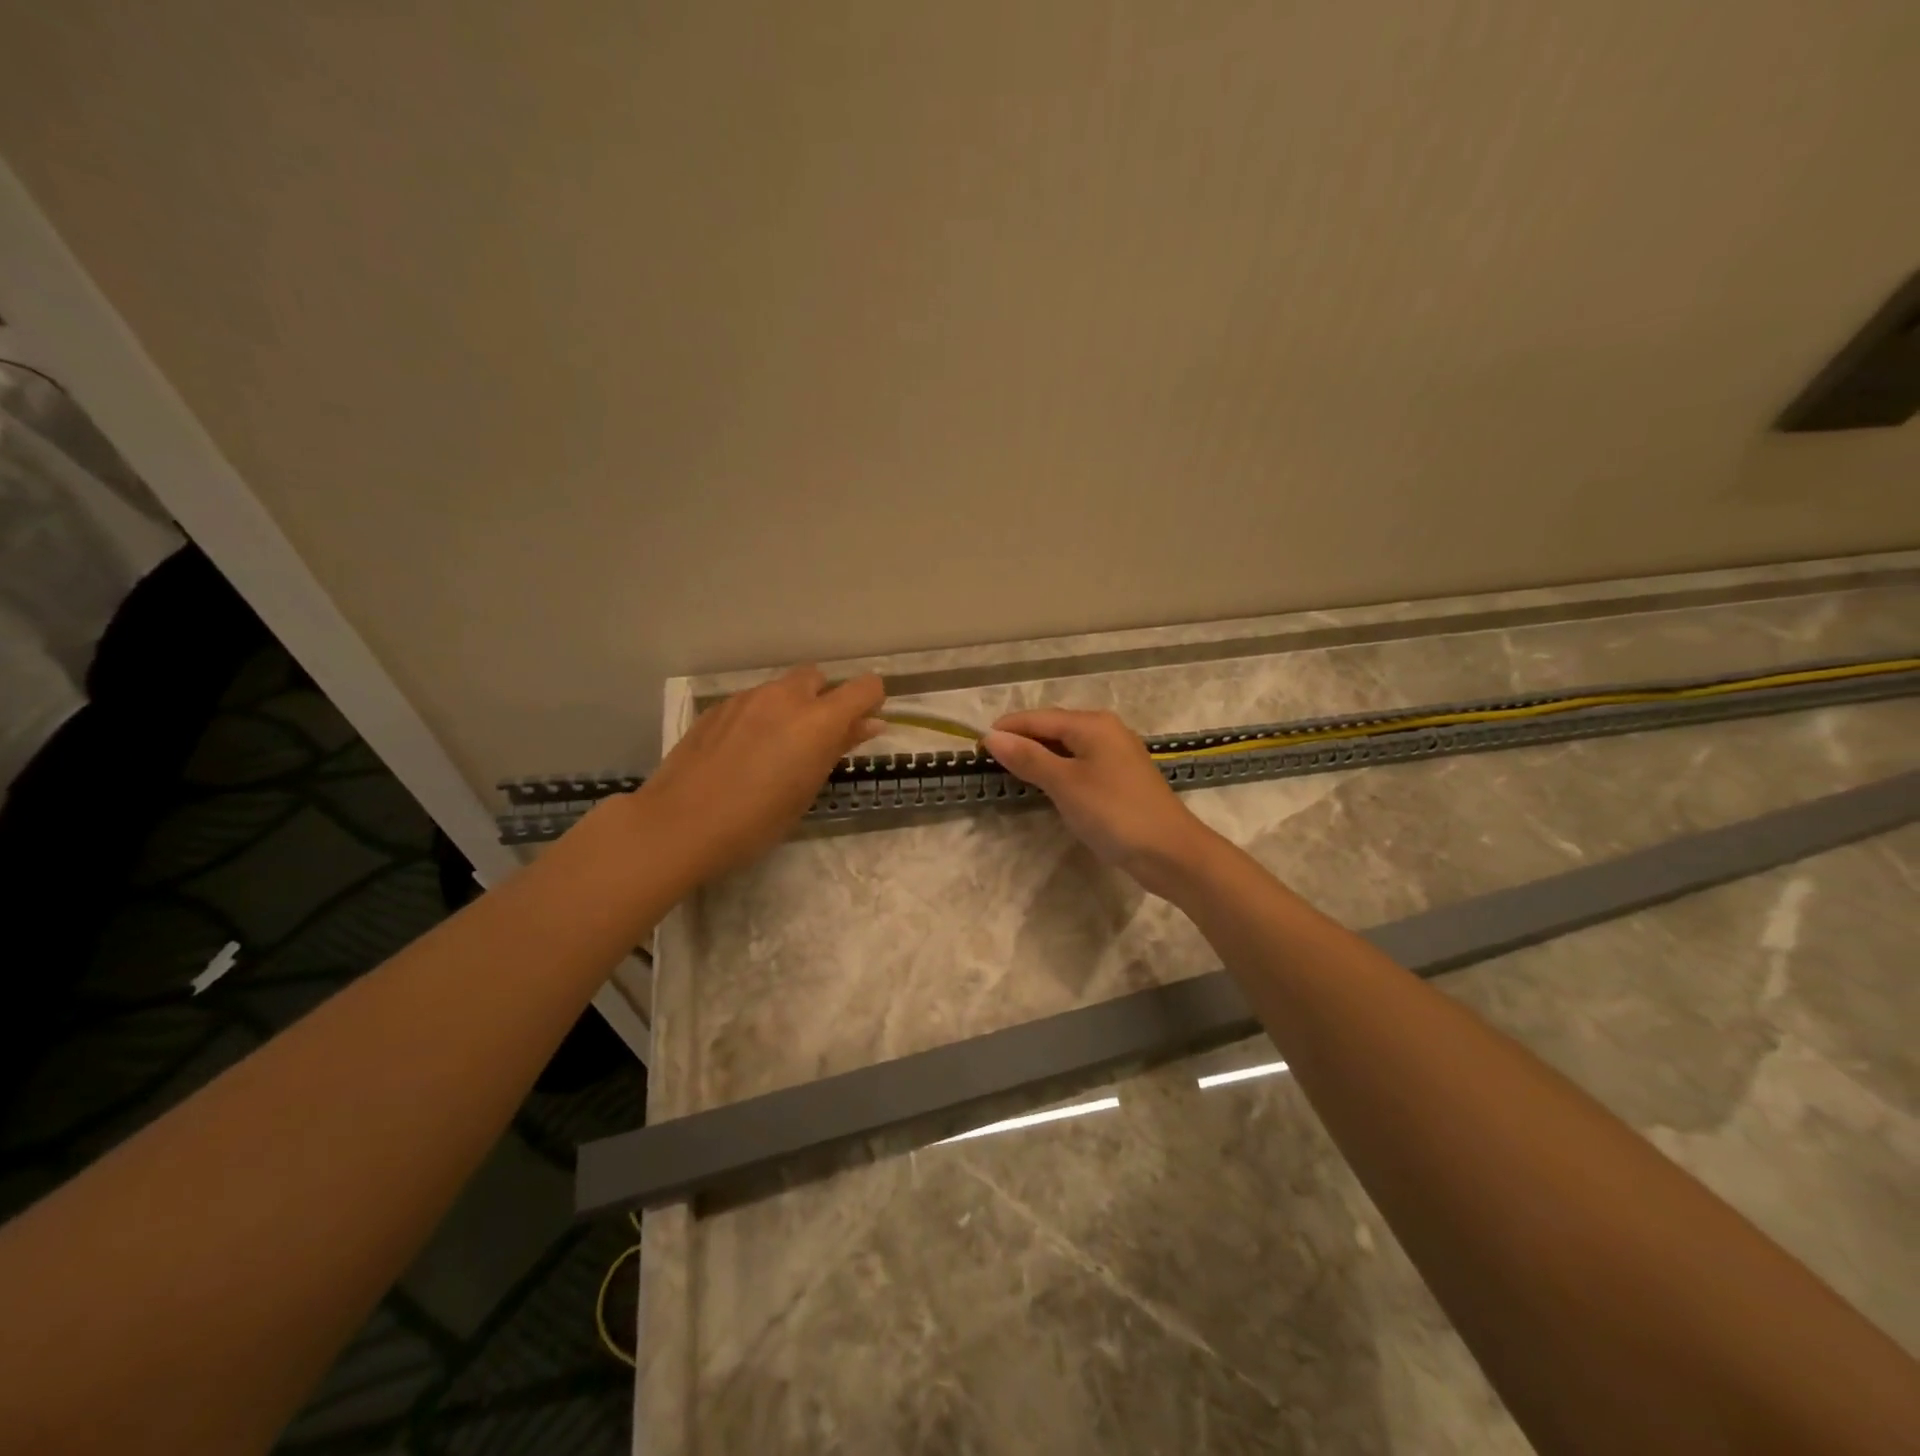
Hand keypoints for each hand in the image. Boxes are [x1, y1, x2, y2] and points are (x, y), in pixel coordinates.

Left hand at [632, 666, 885, 885]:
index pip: (864, 687)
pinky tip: (742, 753)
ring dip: (790, 708)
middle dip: (824, 700)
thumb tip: (869, 724)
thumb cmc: (756, 820)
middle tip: (814, 741)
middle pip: (818, 678)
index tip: (862, 726)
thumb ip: (839, 748)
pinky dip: (759, 717)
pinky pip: (752, 701)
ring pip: (782, 688)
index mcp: (818, 720)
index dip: (870, 703)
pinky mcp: (718, 707)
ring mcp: (747, 698)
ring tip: (774, 750)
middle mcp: (785, 697)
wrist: (679, 823)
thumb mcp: (807, 789)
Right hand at [982, 709, 1216, 897]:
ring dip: (1039, 755)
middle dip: (1022, 740)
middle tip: (989, 759)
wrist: (1169, 852)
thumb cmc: (1114, 812)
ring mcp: (1116, 755)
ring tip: (1010, 770)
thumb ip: (1028, 757)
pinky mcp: (1120, 778)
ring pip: (1067, 747)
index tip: (975, 744)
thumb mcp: (1065, 783)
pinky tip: (1046, 784)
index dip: (1007, 729)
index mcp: (1092, 724)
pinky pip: (1080, 763)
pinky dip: (1058, 769)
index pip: (1039, 718)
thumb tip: (991, 737)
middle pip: (1054, 728)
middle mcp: (1106, 731)